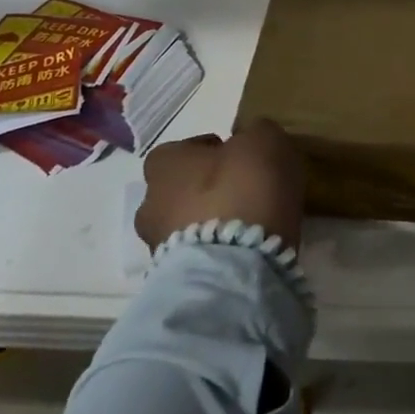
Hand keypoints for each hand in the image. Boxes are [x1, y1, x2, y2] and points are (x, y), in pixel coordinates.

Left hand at [136, 118, 307, 251]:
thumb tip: (252, 140)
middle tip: (246, 192)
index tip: (242, 158)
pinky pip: (198, 255)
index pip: (184, 149)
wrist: (235, 265)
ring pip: (186, 224)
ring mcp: (157, 245)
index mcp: (164, 162)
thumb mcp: (265, 140)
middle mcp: (150, 202)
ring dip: (210, 223)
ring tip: (248, 226)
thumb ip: (256, 133)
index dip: (214, 152)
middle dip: (208, 190)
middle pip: (181, 189)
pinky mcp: (173, 280)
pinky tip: (244, 250)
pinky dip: (216, 251)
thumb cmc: (244, 188)